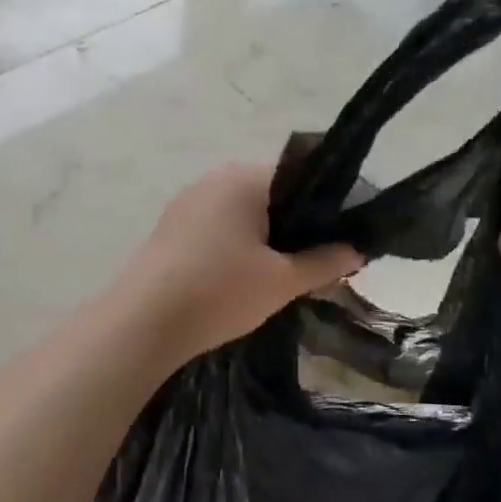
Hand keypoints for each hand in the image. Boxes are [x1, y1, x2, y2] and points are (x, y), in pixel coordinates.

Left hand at [112, 163, 364, 366]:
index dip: (329, 207)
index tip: (344, 237)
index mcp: (245, 177)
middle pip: (273, 194)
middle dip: (298, 225)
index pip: (302, 177)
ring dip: (267, 237)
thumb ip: (325, 262)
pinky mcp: (171, 227)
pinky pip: (219, 226)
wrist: (142, 323)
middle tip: (319, 261)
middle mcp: (215, 178)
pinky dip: (238, 245)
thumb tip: (357, 250)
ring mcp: (188, 201)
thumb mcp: (282, 281)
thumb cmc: (219, 291)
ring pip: (244, 213)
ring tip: (284, 273)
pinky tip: (243, 277)